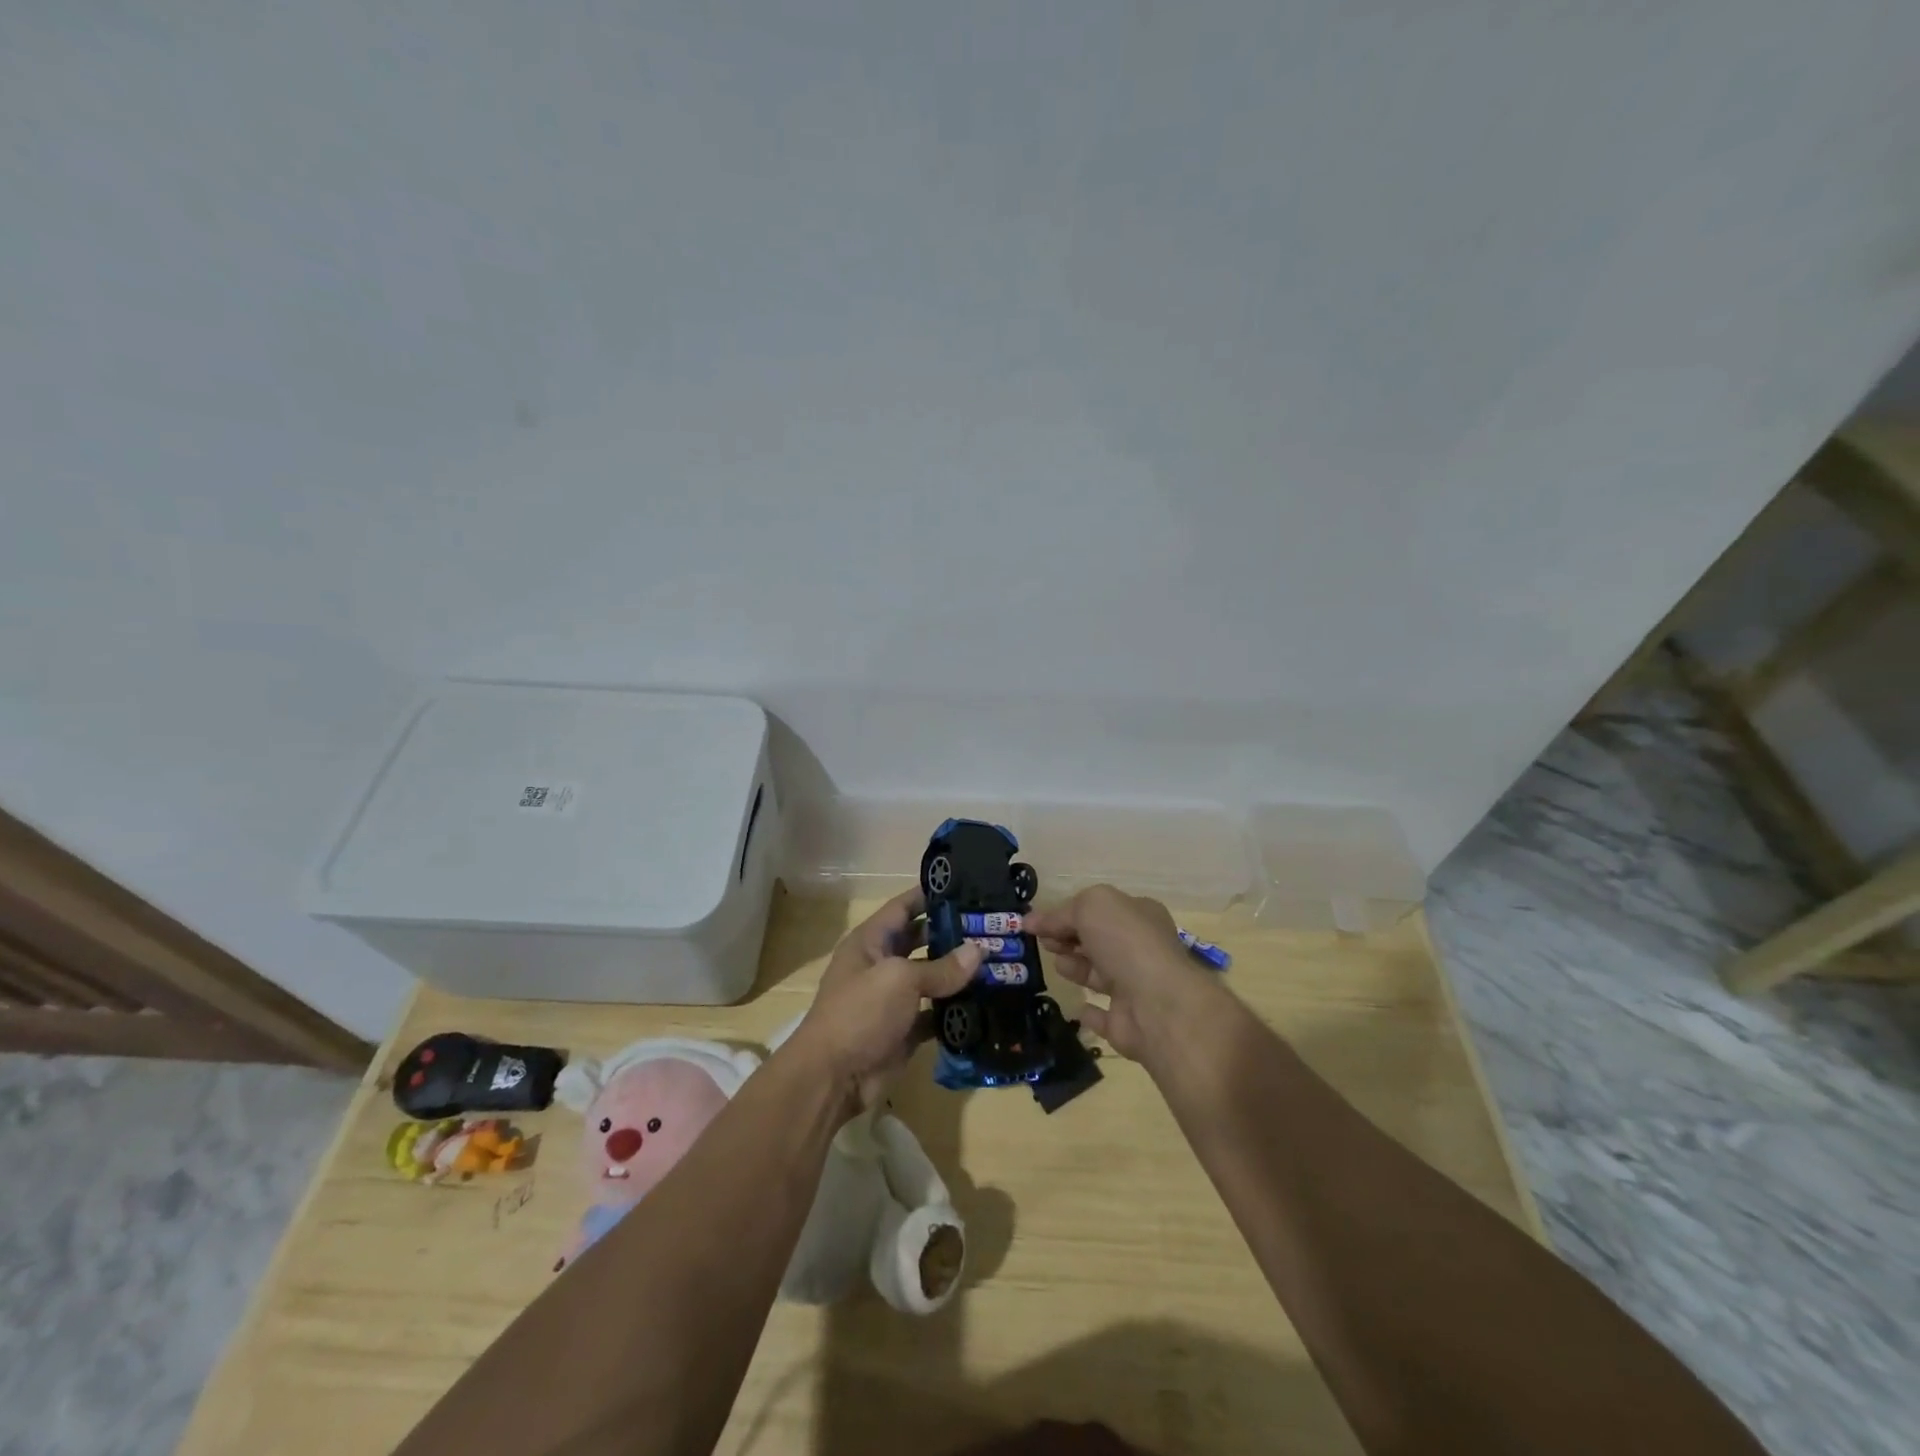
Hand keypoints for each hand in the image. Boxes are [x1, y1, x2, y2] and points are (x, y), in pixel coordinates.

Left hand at [786, 888, 981, 1113]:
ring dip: (960, 974)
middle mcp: (881, 965)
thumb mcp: (900, 980)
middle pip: (921, 941)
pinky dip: (956, 1011)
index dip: (929, 895)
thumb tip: (979, 951)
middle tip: (993, 927)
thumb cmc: (860, 1013)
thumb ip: (941, 967)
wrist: (832, 1078)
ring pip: (932, 978)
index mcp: (871, 941)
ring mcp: (893, 1000)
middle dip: (953, 934)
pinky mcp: (904, 1030)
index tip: (965, 885)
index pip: (903, 907)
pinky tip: (987, 1004)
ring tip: (1000, 961)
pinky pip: (935, 1014)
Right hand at [1024, 885, 1212, 1061]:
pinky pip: (1104, 1016)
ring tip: (1057, 964)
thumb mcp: (1091, 907)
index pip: (1099, 910)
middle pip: (1098, 941)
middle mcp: (1140, 950)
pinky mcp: (1127, 1023)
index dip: (1067, 914)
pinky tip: (1076, 1008)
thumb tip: (1032, 921)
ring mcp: (1136, 988)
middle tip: (1044, 942)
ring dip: (1076, 968)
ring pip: (1099, 975)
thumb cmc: (1125, 942)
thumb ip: (1060, 913)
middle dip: (1069, 938)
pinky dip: (1090, 1012)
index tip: (1036, 923)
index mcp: (1139, 916)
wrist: (1157, 1003)